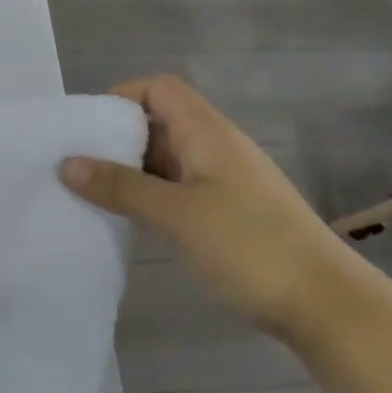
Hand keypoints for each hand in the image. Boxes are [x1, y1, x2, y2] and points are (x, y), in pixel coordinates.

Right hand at [61, 75, 352, 338]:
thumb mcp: (175, 214)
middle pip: (159, 122)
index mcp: (206, 132)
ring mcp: (224, 181)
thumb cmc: (248, 246)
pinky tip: (129, 220)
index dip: (120, 97)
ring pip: (167, 159)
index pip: (158, 89)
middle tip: (77, 164)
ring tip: (92, 193)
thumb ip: (120, 187)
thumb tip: (66, 163)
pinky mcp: (229, 212)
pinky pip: (179, 189)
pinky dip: (151, 195)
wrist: (325, 304)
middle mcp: (216, 147)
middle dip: (117, 138)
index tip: (86, 128)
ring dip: (131, 170)